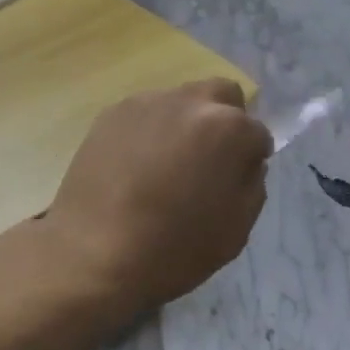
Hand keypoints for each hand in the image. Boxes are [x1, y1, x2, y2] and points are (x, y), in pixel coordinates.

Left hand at [47, 80, 271, 312]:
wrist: (92, 254)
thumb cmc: (173, 249)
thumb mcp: (236, 230)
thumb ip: (251, 184)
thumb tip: (245, 163)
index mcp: (228, 128)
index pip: (257, 133)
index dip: (252, 159)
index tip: (236, 181)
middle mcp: (190, 102)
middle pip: (222, 95)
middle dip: (225, 120)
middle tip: (209, 159)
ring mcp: (146, 103)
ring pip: (181, 101)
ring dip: (185, 124)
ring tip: (166, 166)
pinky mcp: (111, 113)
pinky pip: (145, 114)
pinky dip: (151, 132)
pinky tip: (136, 166)